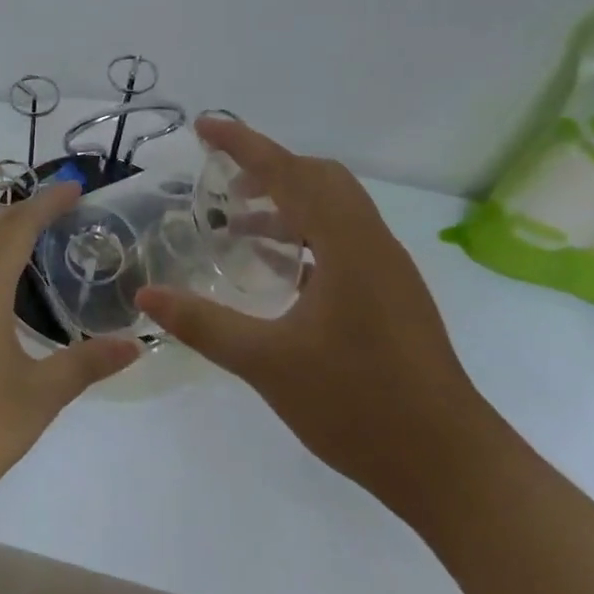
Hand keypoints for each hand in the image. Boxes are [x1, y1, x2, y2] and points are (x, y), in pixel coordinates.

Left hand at [0, 183, 140, 520]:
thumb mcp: (42, 395)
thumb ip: (88, 362)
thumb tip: (136, 344)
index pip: (16, 229)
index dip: (46, 203)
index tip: (76, 189)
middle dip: (23, 211)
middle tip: (63, 211)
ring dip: (0, 233)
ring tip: (38, 239)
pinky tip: (4, 286)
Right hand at [136, 117, 496, 511]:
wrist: (449, 466)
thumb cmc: (357, 405)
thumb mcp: (266, 363)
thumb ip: (202, 323)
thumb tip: (145, 297)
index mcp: (347, 246)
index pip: (289, 173)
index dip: (244, 145)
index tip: (205, 126)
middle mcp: (373, 246)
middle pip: (321, 179)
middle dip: (269, 169)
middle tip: (222, 184)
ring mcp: (388, 272)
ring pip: (336, 210)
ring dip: (288, 203)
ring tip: (239, 226)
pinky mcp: (393, 298)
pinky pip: (344, 241)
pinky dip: (306, 234)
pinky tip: (278, 271)